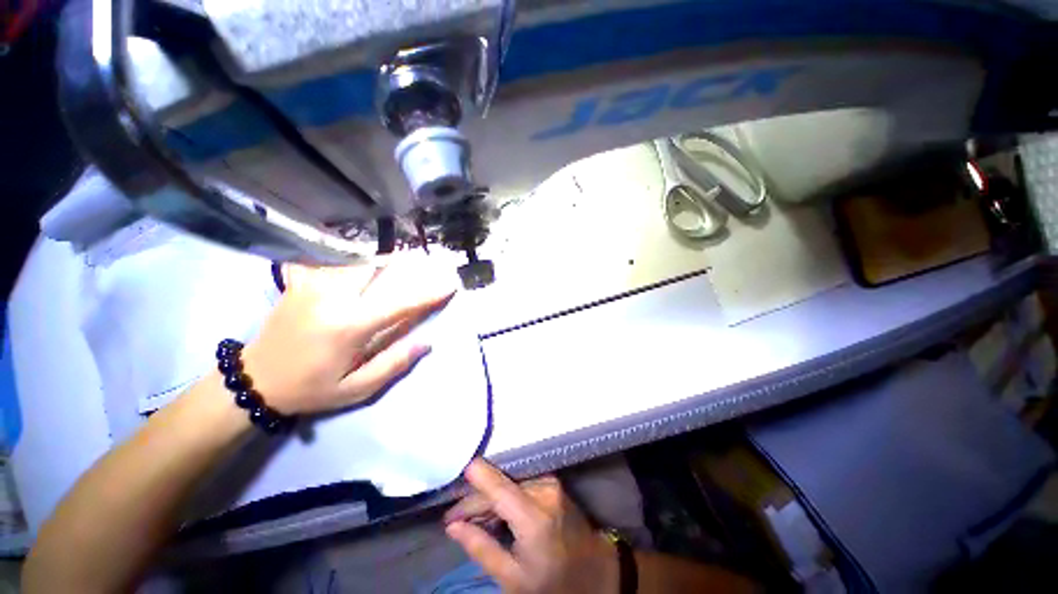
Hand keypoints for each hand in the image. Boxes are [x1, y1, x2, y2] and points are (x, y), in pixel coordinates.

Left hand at [242, 255, 454, 414]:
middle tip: (428, 264)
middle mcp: (332, 299)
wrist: (254, 380)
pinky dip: (358, 261)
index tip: (450, 284)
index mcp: (349, 327)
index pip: (399, 303)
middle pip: (379, 270)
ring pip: (359, 262)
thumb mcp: (356, 389)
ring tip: (406, 260)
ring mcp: (314, 286)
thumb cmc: (311, 388)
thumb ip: (393, 364)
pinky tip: (368, 261)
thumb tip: (425, 342)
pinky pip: (337, 263)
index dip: (428, 293)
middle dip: (407, 265)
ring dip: (386, 261)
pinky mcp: (302, 283)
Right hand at [444, 459, 618, 593]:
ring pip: (509, 484)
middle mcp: (544, 490)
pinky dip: (504, 497)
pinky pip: (520, 484)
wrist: (594, 571)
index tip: (452, 490)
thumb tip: (453, 527)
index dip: (474, 484)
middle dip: (475, 501)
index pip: (498, 488)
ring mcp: (551, 483)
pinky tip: (495, 513)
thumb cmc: (552, 582)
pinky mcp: (552, 482)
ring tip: (473, 521)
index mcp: (535, 517)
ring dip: (490, 500)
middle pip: (500, 486)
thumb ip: (481, 548)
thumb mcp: (512, 577)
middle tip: (455, 521)